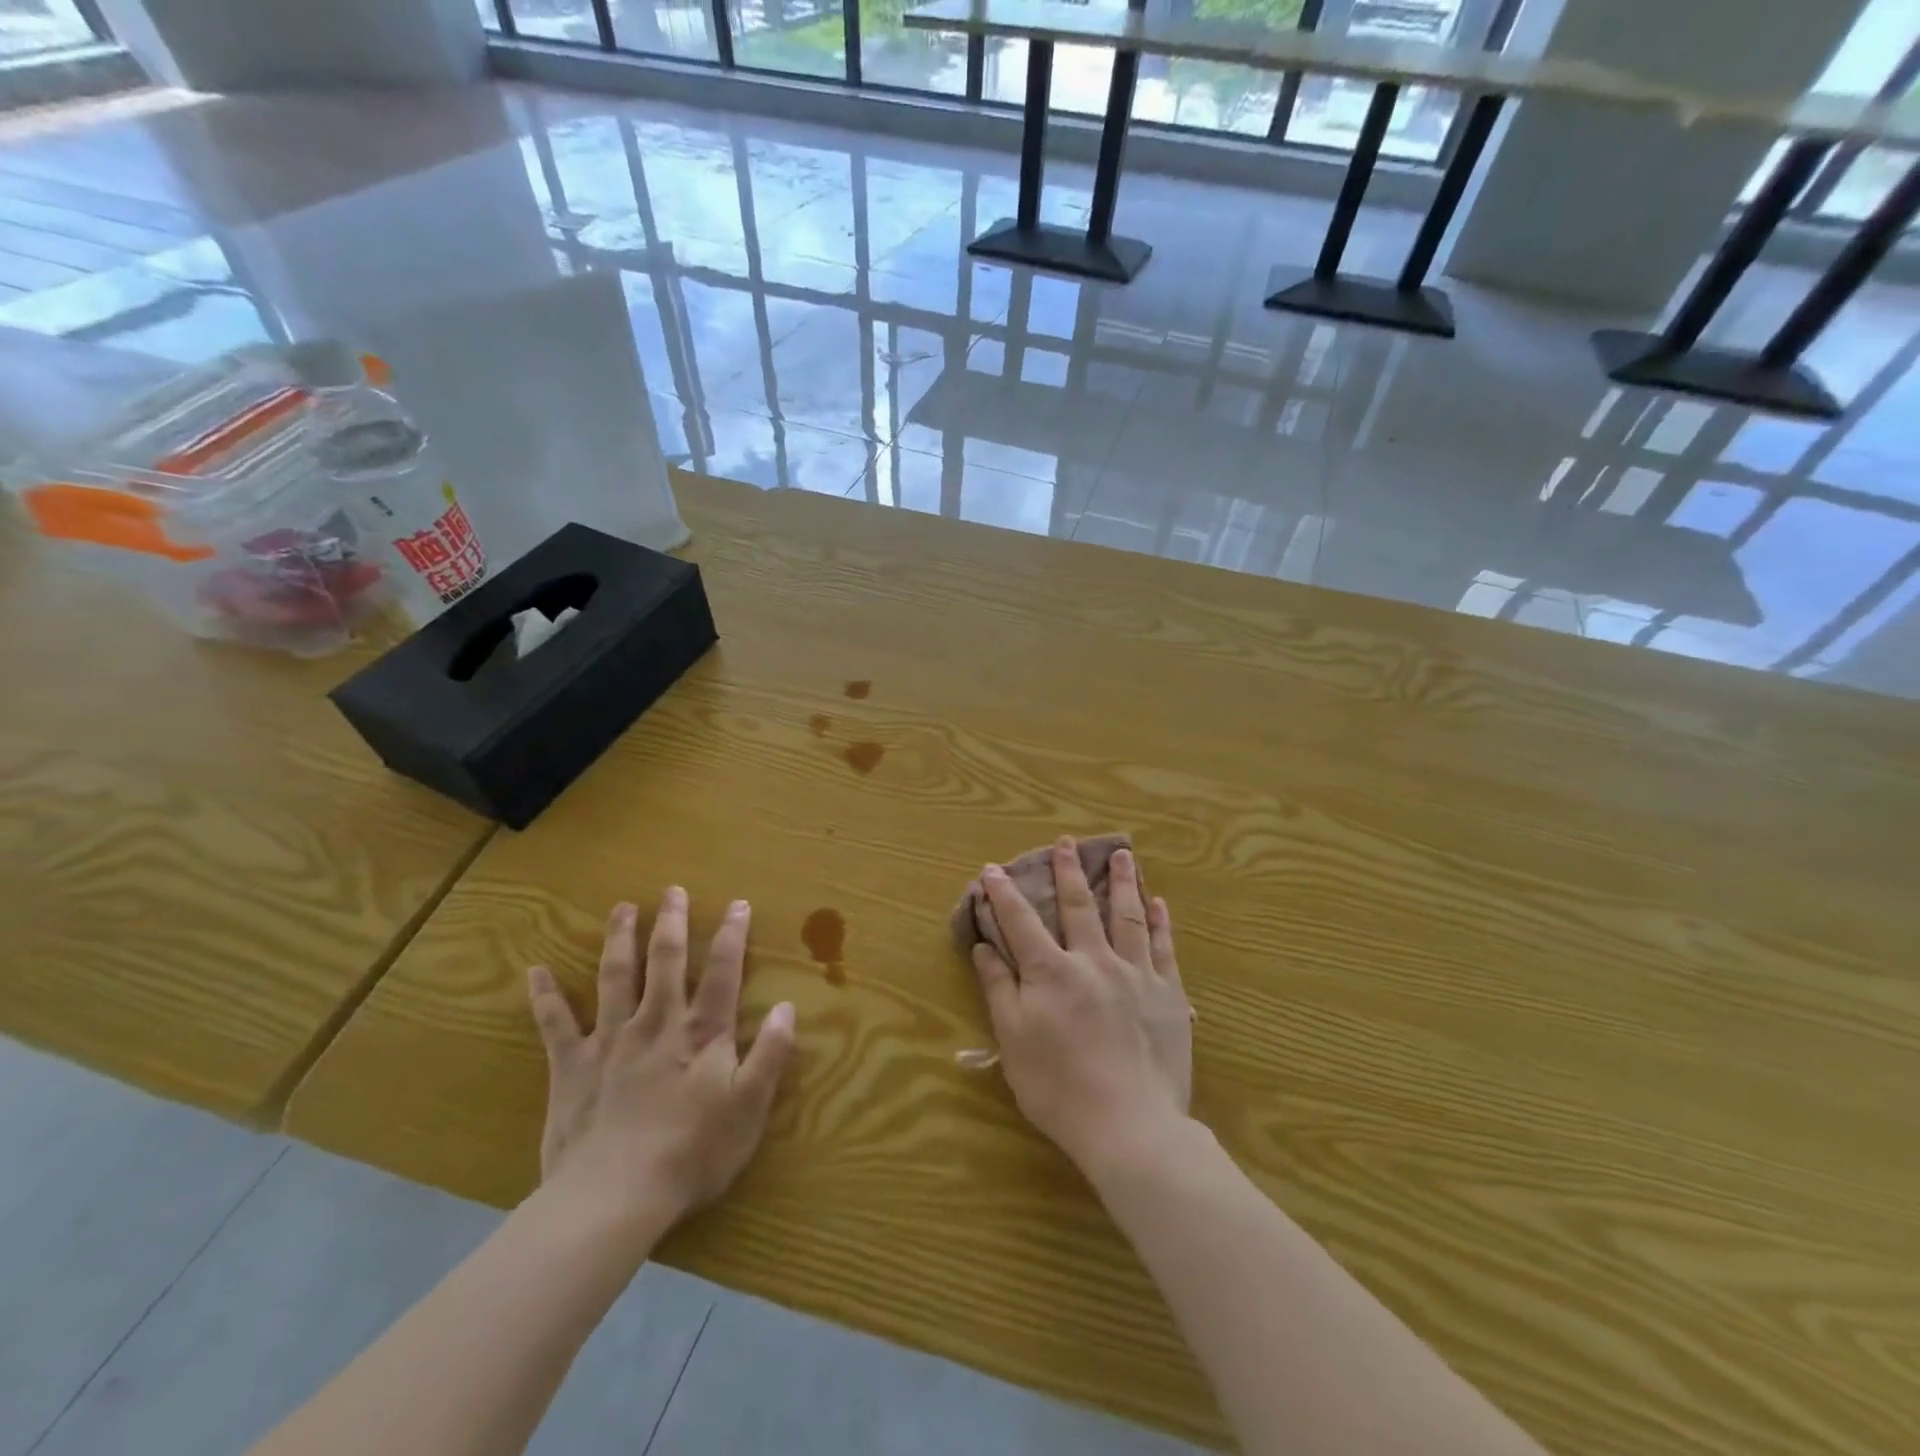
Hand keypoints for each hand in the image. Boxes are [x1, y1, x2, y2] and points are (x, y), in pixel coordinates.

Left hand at [526, 889, 796, 1245]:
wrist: (613, 1198)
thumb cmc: (692, 1154)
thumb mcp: (749, 1108)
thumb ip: (770, 1054)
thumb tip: (789, 1007)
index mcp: (700, 1034)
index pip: (721, 972)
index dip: (731, 935)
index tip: (737, 904)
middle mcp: (656, 1024)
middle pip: (665, 962)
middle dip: (670, 923)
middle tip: (671, 890)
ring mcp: (610, 1042)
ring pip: (615, 978)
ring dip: (619, 940)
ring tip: (621, 908)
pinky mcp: (571, 1068)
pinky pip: (555, 1025)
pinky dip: (545, 997)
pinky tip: (535, 971)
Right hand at [970, 839, 1192, 1173]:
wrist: (1130, 1126)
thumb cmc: (1059, 1088)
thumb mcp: (1013, 1041)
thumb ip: (999, 988)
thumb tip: (984, 946)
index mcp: (1051, 972)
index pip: (1021, 921)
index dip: (1004, 893)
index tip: (993, 868)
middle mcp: (1093, 960)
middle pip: (1078, 905)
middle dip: (1068, 871)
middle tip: (1066, 842)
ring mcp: (1135, 973)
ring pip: (1127, 915)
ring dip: (1123, 881)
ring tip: (1123, 854)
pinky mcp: (1168, 993)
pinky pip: (1163, 948)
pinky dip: (1160, 922)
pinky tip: (1159, 903)